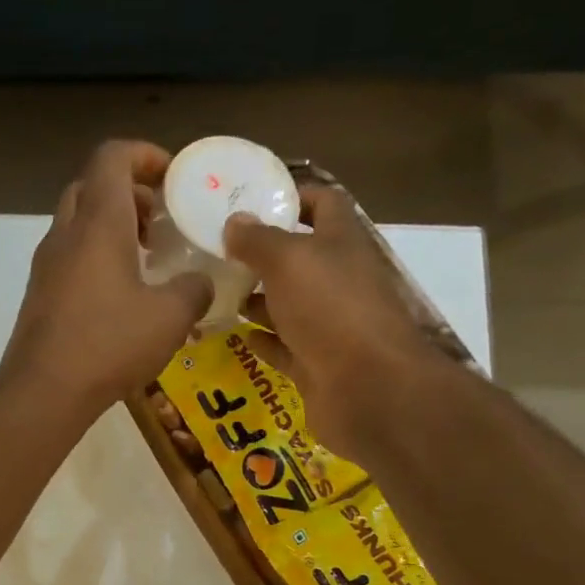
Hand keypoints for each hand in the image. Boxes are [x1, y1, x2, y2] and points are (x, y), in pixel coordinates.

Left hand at [0, 140, 212, 417]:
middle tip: (160, 220)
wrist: (43, 392)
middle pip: (92, 186)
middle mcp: (66, 234)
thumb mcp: (170, 317)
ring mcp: (46, 265)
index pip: (113, 157)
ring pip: (78, 222)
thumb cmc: (108, 345)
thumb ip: (194, 290)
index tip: (173, 177)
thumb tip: (199, 283)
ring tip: (146, 259)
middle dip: (129, 192)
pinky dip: (96, 257)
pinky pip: (70, 257)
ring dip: (112, 227)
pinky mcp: (39, 295)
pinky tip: (121, 296)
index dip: (145, 154)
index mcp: (99, 223)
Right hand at [224, 185, 439, 459]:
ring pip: (289, 304)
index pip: (323, 203)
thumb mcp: (288, 261)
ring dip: (258, 299)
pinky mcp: (317, 363)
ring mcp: (329, 324)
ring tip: (217, 292)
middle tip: (217, 251)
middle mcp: (339, 280)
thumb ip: (258, 240)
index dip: (293, 196)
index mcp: (341, 243)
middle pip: (300, 258)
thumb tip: (234, 221)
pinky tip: (237, 335)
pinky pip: (285, 346)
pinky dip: (264, 340)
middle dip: (262, 254)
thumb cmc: (330, 309)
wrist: (366, 388)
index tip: (251, 199)